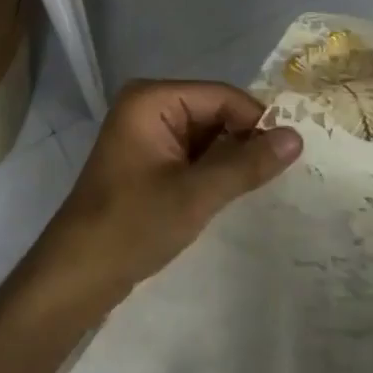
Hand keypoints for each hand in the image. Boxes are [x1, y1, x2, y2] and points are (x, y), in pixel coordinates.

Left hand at [26, 80, 302, 314]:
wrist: (76, 276)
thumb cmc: (132, 226)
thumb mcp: (196, 194)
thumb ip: (247, 163)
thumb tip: (296, 136)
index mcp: (153, 99)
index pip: (222, 96)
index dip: (256, 122)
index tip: (287, 156)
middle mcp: (148, 106)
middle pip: (215, 112)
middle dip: (243, 142)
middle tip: (276, 176)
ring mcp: (146, 133)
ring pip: (206, 135)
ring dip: (229, 159)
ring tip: (256, 187)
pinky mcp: (147, 160)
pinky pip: (192, 153)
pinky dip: (212, 171)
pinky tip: (228, 194)